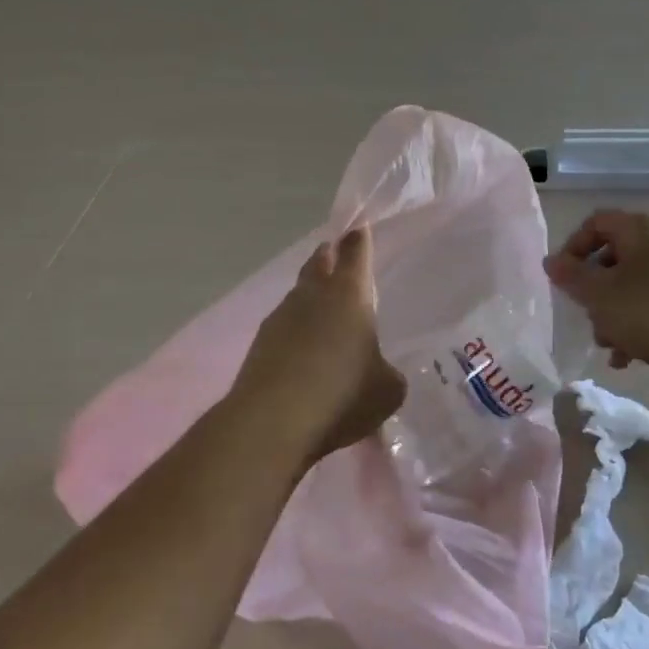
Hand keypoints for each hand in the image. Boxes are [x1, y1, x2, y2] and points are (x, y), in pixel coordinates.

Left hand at [230, 227, 407, 466]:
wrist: (273, 422)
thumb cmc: (342, 394)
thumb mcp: (387, 390)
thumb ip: (388, 374)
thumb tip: (380, 372)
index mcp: (349, 294)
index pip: (355, 252)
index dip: (359, 239)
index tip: (359, 226)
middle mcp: (312, 296)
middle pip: (318, 263)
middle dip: (328, 256)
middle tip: (333, 253)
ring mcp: (280, 318)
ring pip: (298, 295)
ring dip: (310, 297)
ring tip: (322, 311)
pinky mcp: (259, 346)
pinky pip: (284, 328)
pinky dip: (295, 333)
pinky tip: (303, 354)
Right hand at [544, 210, 648, 380]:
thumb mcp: (601, 296)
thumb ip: (571, 277)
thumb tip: (551, 261)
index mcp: (642, 227)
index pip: (596, 223)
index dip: (573, 248)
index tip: (563, 281)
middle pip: (617, 257)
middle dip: (596, 291)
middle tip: (587, 319)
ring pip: (638, 285)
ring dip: (616, 314)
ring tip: (611, 348)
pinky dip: (642, 325)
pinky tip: (633, 357)